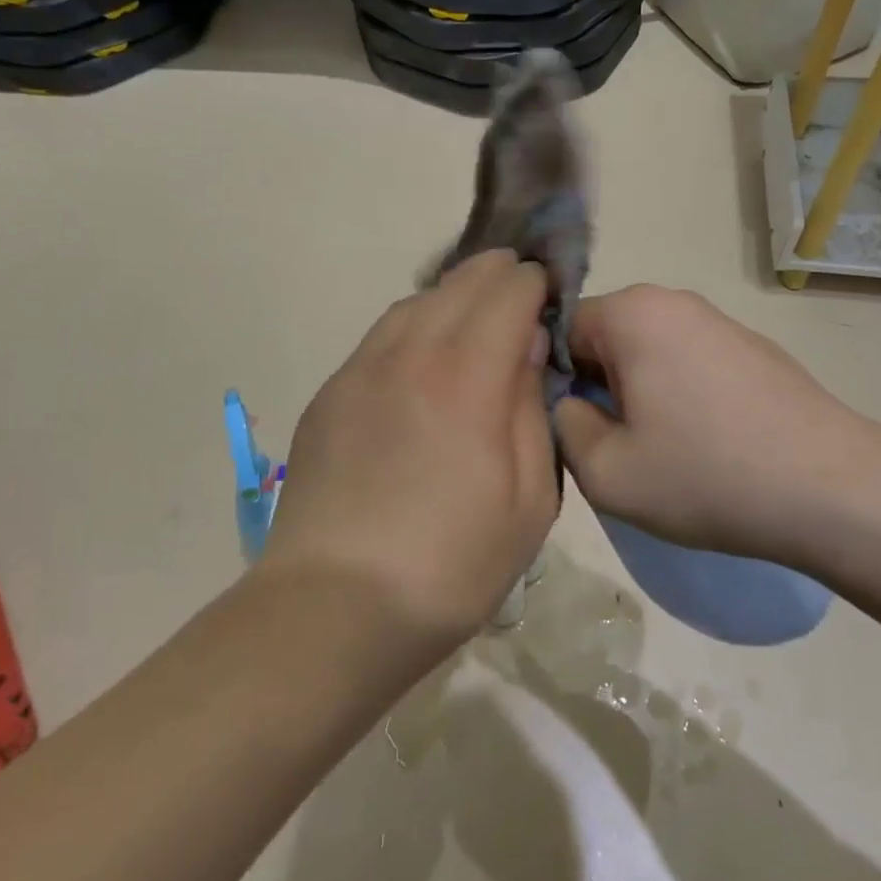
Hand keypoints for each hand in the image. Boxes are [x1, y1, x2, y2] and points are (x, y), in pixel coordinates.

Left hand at [258, 251, 559, 644]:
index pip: (508, 293)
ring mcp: (362, 369)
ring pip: (415, 302)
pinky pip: (381, 336)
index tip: (549, 297)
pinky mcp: (331, 393)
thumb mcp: (529, 499)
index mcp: (467, 377)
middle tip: (519, 294)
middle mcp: (411, 353)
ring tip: (473, 319)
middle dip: (497, 276)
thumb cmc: (451, 564)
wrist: (335, 605)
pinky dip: (413, 326)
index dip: (535, 284)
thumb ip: (531, 408)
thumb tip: (526, 347)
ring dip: (452, 297)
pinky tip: (422, 359)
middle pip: (459, 283)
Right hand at [553, 285, 880, 563]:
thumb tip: (571, 404)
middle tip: (616, 446)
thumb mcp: (605, 471)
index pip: (561, 329)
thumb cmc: (705, 475)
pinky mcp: (754, 349)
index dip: (556, 379)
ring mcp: (721, 321)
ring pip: (650, 352)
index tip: (576, 427)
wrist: (832, 490)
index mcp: (633, 312)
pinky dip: (683, 396)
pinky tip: (708, 445)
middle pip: (607, 338)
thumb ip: (563, 425)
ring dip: (642, 394)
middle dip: (600, 386)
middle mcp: (674, 301)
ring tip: (664, 451)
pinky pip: (692, 363)